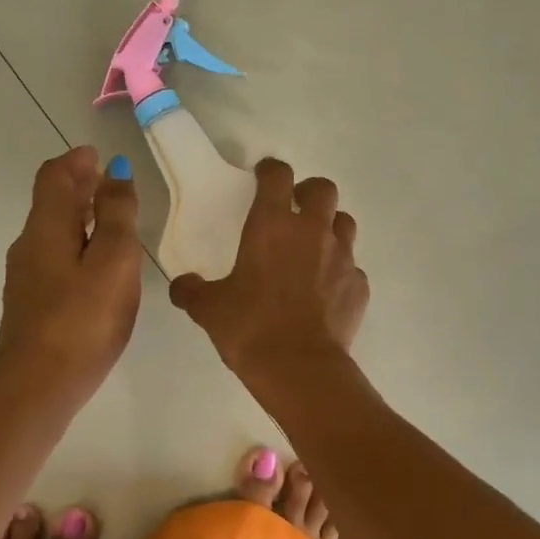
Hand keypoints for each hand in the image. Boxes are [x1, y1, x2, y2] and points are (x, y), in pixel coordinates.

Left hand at [0, 147, 142, 407]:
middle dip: (78, 185)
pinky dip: (76, 242)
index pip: (54, 176)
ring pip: (52, 230)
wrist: (37, 386)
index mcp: (46, 227)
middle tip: (109, 182)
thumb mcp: (113, 260)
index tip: (99, 155)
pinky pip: (54, 256)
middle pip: (51, 201)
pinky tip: (97, 263)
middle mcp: (29, 244)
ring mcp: (27, 276)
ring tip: (110, 219)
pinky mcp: (32, 303)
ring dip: (78, 214)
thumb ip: (116, 214)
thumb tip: (115, 172)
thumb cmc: (82, 319)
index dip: (76, 161)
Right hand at [169, 158, 368, 374]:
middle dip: (309, 192)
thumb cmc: (250, 327)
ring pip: (344, 223)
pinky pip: (352, 266)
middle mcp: (312, 231)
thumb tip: (181, 286)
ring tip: (313, 247)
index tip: (263, 175)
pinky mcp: (359, 285)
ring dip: (330, 226)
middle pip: (323, 189)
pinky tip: (325, 290)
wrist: (299, 368)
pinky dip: (339, 271)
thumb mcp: (209, 309)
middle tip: (294, 209)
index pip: (277, 175)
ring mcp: (342, 256)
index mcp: (273, 225)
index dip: (270, 170)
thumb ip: (192, 291)